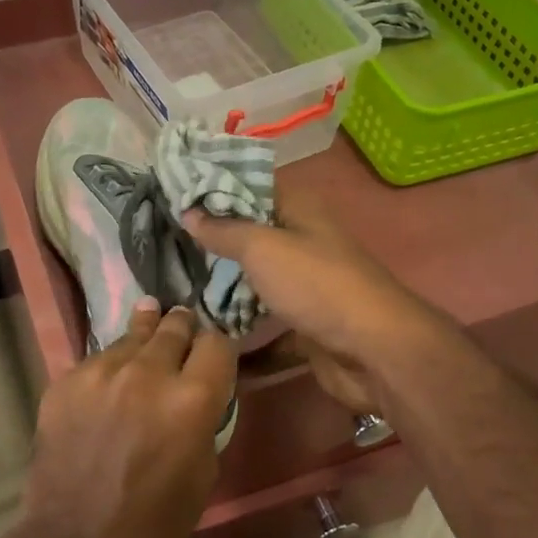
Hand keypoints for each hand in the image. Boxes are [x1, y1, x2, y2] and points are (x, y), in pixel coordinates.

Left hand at [19, 300, 235, 537]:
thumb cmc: (153, 524)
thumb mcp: (203, 473)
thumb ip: (204, 420)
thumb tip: (198, 395)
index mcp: (192, 399)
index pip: (218, 343)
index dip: (219, 348)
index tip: (214, 356)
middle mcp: (148, 372)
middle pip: (174, 326)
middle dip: (182, 328)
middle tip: (182, 325)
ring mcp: (101, 372)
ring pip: (132, 336)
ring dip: (145, 338)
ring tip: (149, 320)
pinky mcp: (66, 381)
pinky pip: (97, 360)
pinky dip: (109, 366)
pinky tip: (108, 380)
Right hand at [183, 191, 442, 413]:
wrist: (373, 350)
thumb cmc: (316, 284)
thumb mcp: (262, 248)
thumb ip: (223, 230)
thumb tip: (188, 211)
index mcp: (299, 211)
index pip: (251, 186)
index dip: (215, 187)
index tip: (173, 194)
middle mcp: (303, 242)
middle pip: (251, 235)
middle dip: (211, 240)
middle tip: (164, 243)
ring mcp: (305, 285)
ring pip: (256, 281)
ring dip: (223, 287)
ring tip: (174, 286)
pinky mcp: (305, 324)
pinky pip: (265, 323)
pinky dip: (241, 330)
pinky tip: (205, 334)